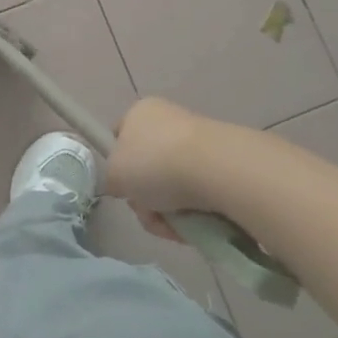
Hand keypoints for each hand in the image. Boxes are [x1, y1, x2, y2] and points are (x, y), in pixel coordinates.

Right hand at [105, 97, 269, 242]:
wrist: (215, 169)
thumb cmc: (154, 163)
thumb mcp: (114, 174)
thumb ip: (112, 179)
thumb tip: (124, 186)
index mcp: (140, 112)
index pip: (120, 136)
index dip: (118, 163)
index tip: (124, 187)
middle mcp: (169, 121)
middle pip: (148, 168)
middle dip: (146, 198)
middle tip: (149, 212)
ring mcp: (199, 143)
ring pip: (174, 187)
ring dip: (169, 212)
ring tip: (175, 224)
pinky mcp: (224, 166)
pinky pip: (200, 195)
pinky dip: (195, 214)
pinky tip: (196, 224)